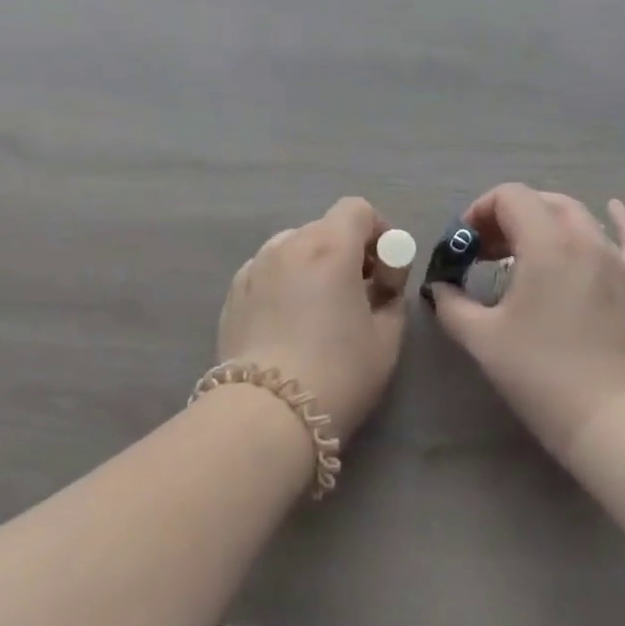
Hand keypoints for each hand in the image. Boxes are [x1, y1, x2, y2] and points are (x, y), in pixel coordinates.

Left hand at [217, 197, 408, 437]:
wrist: (265, 415)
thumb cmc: (337, 373)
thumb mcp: (386, 338)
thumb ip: (391, 297)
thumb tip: (382, 284)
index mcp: (330, 245)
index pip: (357, 209)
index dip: (378, 231)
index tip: (386, 269)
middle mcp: (289, 243)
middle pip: (325, 228)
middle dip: (348, 251)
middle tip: (359, 293)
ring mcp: (256, 265)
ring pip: (294, 248)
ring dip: (313, 264)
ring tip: (319, 308)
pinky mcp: (233, 291)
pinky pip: (269, 271)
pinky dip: (285, 282)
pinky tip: (288, 323)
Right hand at [429, 184, 624, 459]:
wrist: (610, 421)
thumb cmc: (541, 374)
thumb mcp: (482, 339)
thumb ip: (452, 304)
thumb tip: (441, 287)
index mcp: (545, 243)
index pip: (509, 197)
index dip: (480, 211)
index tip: (466, 245)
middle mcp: (583, 239)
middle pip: (540, 201)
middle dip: (507, 216)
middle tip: (486, 251)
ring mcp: (613, 259)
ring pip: (577, 215)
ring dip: (545, 219)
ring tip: (524, 247)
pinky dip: (619, 220)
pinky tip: (612, 209)